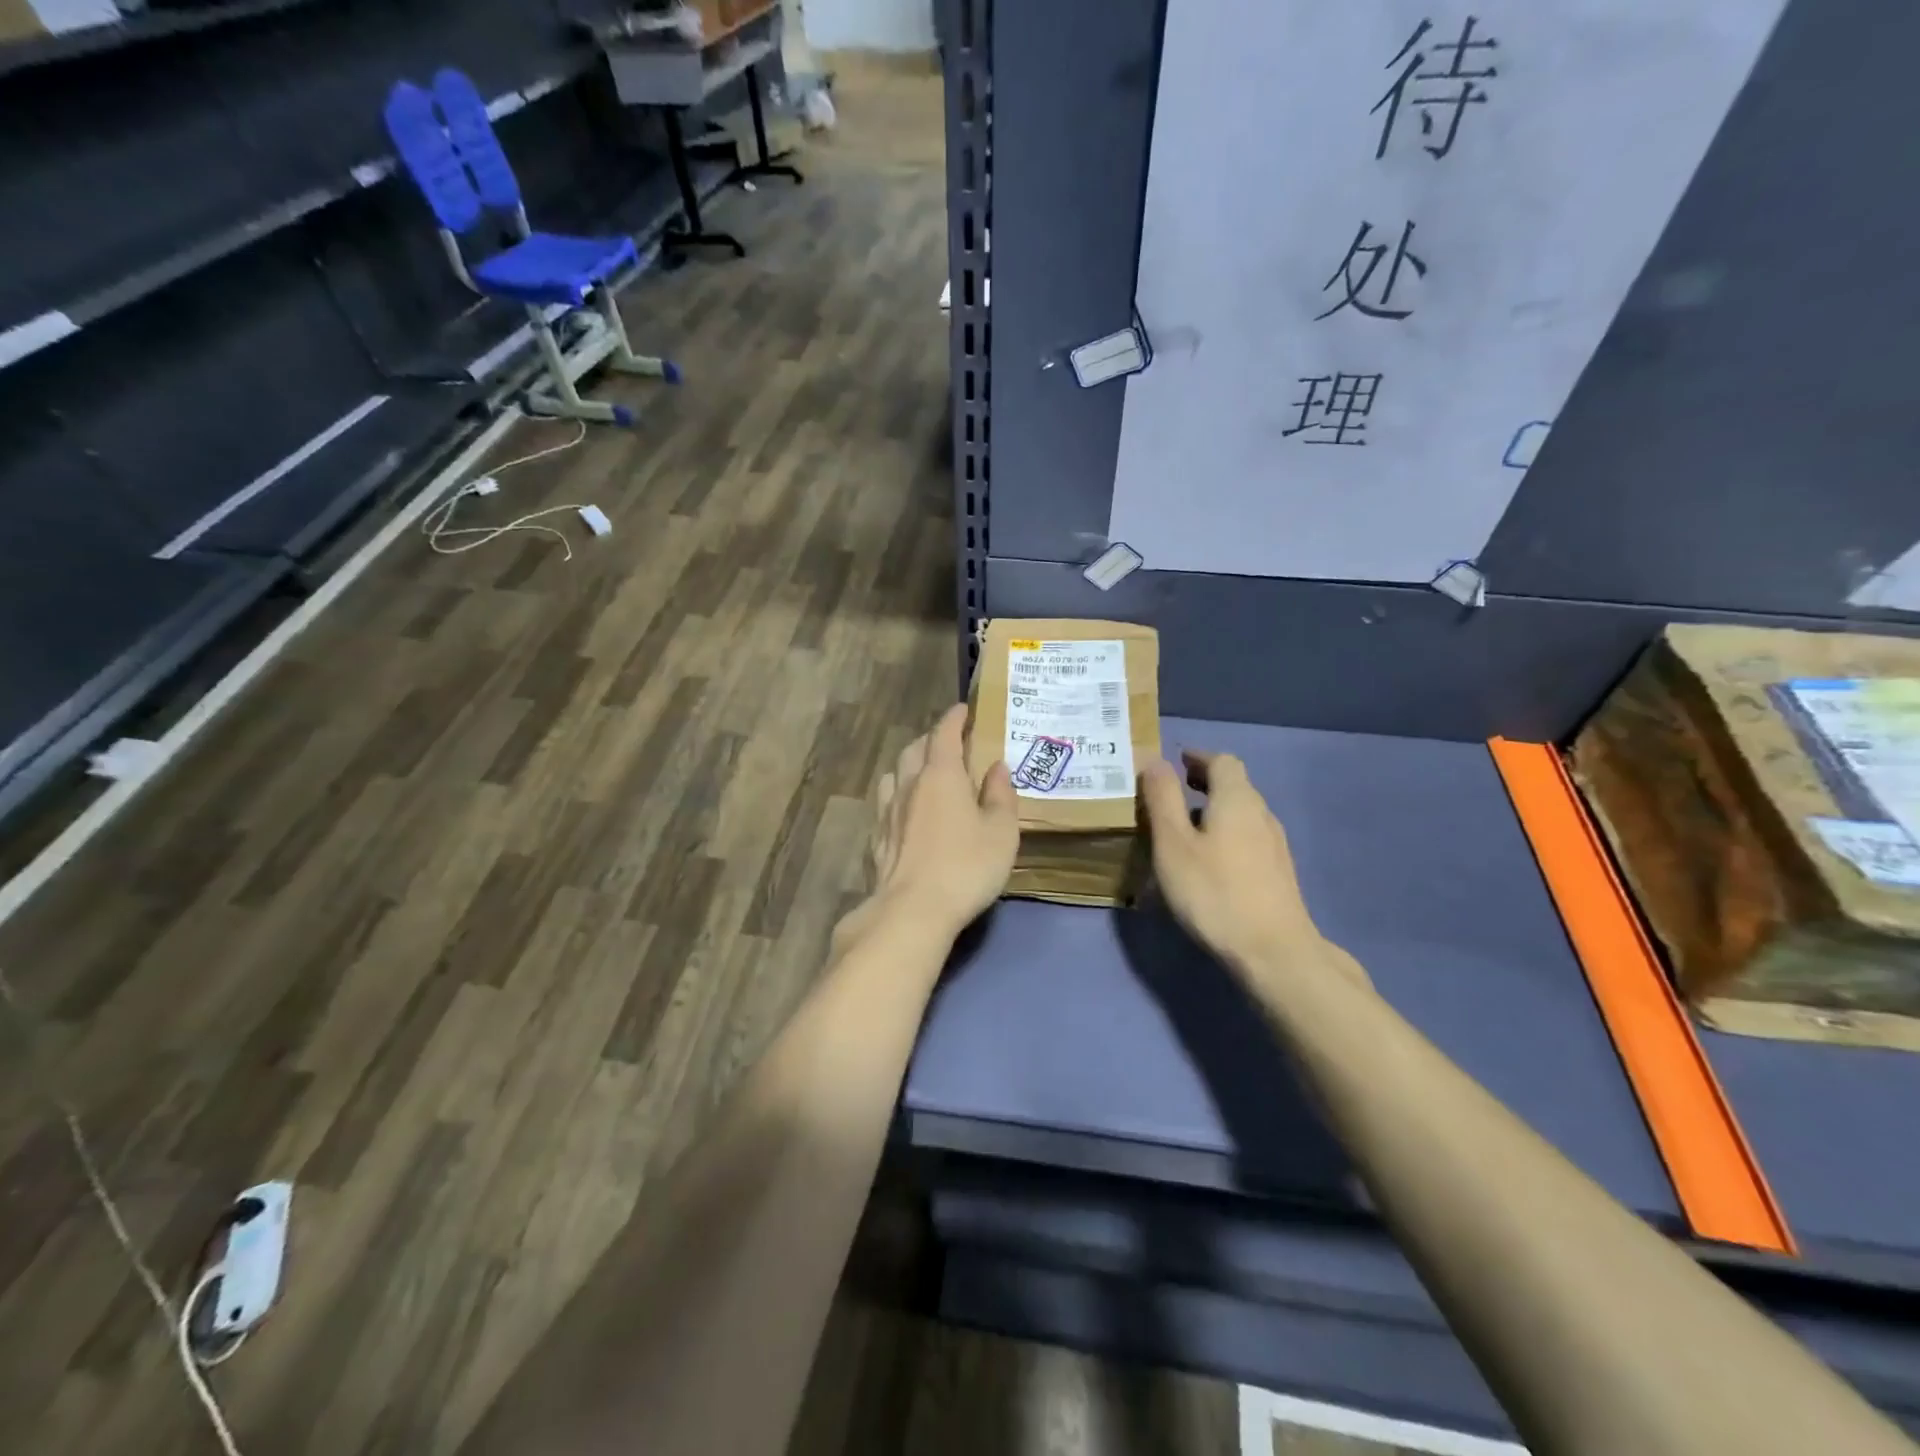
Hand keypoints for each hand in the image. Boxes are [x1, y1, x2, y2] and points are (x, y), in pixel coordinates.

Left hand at [853, 704, 1019, 941]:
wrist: (912, 911)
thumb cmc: (966, 867)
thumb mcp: (1001, 832)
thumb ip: (1000, 796)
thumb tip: (996, 768)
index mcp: (941, 776)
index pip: (944, 734)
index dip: (954, 718)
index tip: (963, 709)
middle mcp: (909, 786)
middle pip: (914, 749)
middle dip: (931, 740)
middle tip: (949, 743)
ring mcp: (887, 813)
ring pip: (894, 775)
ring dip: (909, 766)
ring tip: (924, 774)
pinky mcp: (877, 840)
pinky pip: (885, 805)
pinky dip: (898, 797)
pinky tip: (905, 813)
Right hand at [1141, 751, 1361, 985]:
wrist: (1274, 952)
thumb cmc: (1214, 892)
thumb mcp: (1173, 843)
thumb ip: (1162, 798)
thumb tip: (1154, 759)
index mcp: (1237, 799)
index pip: (1222, 761)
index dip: (1197, 757)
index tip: (1174, 762)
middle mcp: (1262, 814)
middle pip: (1235, 785)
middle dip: (1204, 782)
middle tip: (1173, 790)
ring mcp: (1275, 846)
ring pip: (1242, 813)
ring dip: (1215, 809)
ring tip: (1184, 826)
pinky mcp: (1278, 874)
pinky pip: (1247, 838)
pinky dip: (1225, 833)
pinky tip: (1209, 860)